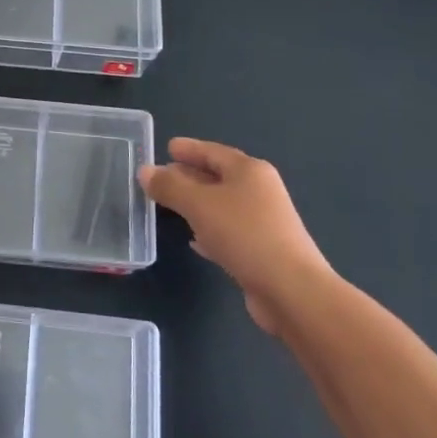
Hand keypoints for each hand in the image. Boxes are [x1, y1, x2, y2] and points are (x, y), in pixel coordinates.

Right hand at [138, 138, 332, 335]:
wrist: (291, 290)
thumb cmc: (244, 235)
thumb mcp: (199, 205)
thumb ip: (170, 186)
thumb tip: (145, 171)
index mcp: (249, 171)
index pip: (213, 152)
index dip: (189, 149)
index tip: (167, 147)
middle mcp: (259, 191)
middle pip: (218, 176)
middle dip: (189, 176)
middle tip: (161, 177)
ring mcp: (263, 221)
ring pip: (222, 205)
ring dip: (197, 203)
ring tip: (170, 205)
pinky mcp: (262, 250)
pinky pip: (228, 231)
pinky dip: (209, 229)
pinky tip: (194, 240)